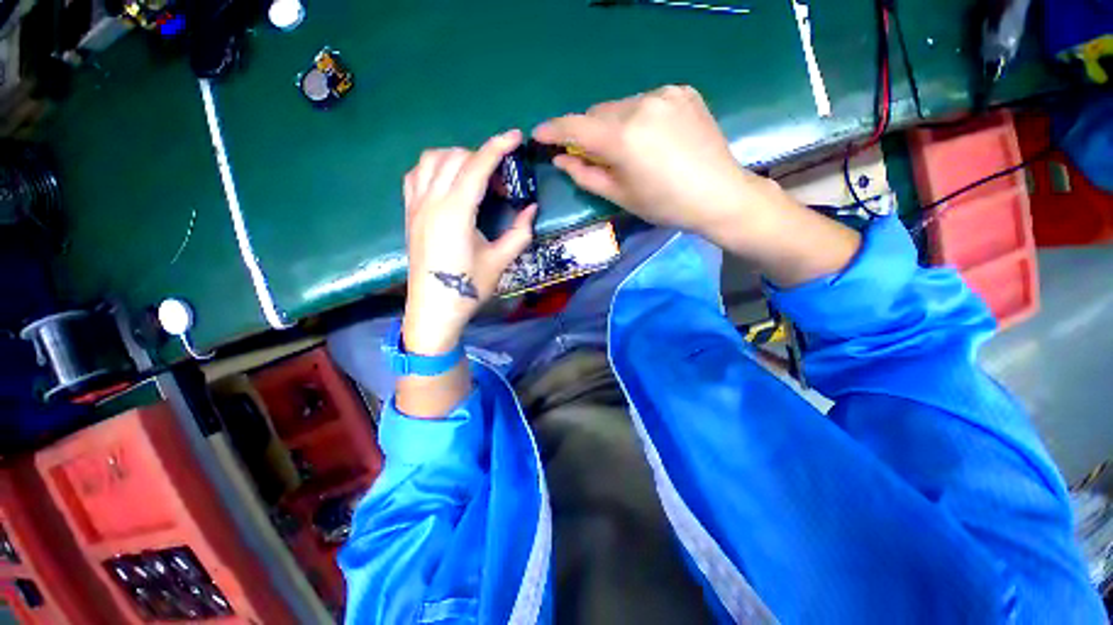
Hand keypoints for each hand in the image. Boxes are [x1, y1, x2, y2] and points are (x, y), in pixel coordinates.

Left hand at [402, 130, 536, 354]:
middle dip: (482, 157)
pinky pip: (416, 175)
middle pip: (454, 157)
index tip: (516, 136)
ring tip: (476, 176)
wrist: (434, 308)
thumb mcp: (500, 261)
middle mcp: (431, 201)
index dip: (497, 147)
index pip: (476, 167)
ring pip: (431, 160)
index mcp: (455, 212)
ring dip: (456, 157)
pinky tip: (448, 182)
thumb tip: (532, 208)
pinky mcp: (410, 213)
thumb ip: (519, 232)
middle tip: (502, 180)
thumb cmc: (468, 287)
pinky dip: (434, 167)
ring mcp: (416, 205)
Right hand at [533, 85, 775, 239]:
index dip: (553, 130)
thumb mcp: (620, 196)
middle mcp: (641, 105)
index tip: (538, 135)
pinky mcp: (683, 91)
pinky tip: (653, 138)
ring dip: (615, 124)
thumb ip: (585, 175)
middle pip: (598, 113)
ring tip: (630, 150)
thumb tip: (560, 159)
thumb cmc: (664, 204)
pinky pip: (646, 101)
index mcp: (623, 137)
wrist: (719, 194)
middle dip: (589, 132)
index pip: (575, 126)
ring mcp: (665, 94)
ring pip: (621, 105)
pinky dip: (639, 117)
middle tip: (595, 155)